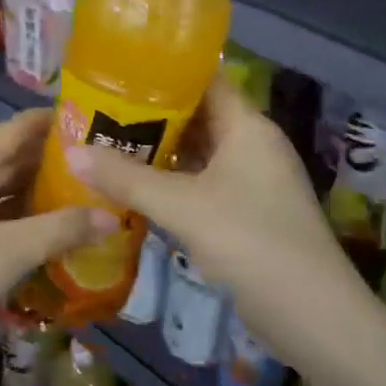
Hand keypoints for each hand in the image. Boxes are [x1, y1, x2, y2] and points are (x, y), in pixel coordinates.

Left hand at [0, 110, 114, 385]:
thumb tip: (112, 218)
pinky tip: (26, 223)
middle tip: (87, 162)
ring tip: (67, 191)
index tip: (80, 115)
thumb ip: (62, 230)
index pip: (7, 134)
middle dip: (37, 165)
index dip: (44, 124)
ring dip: (18, 194)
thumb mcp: (8, 257)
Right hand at [64, 75, 363, 334]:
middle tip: (98, 108)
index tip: (116, 68)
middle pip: (196, 115)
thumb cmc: (250, 242)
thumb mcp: (182, 206)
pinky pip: (200, 182)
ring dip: (157, 149)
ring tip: (106, 141)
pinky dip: (169, 180)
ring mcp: (250, 180)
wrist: (313, 317)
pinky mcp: (245, 212)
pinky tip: (133, 185)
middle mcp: (251, 144)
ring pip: (196, 151)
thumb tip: (72, 151)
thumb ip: (126, 178)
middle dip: (149, 113)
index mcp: (246, 126)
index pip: (204, 78)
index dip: (163, 70)